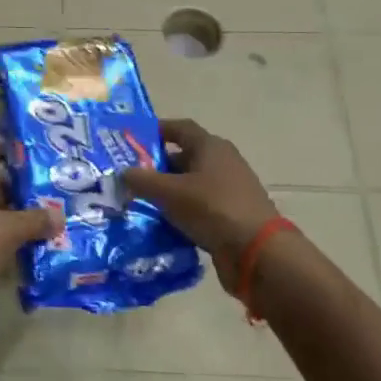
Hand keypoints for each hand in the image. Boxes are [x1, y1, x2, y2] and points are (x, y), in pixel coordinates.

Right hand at [123, 119, 282, 292]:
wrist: (257, 253)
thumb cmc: (212, 209)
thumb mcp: (169, 192)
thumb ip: (142, 180)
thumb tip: (123, 172)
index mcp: (210, 146)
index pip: (180, 128)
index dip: (156, 130)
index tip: (133, 140)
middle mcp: (222, 163)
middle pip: (184, 157)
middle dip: (157, 166)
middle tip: (129, 178)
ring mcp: (229, 190)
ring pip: (190, 185)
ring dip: (168, 193)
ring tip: (139, 203)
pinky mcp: (231, 216)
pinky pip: (199, 208)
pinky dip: (181, 213)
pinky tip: (162, 225)